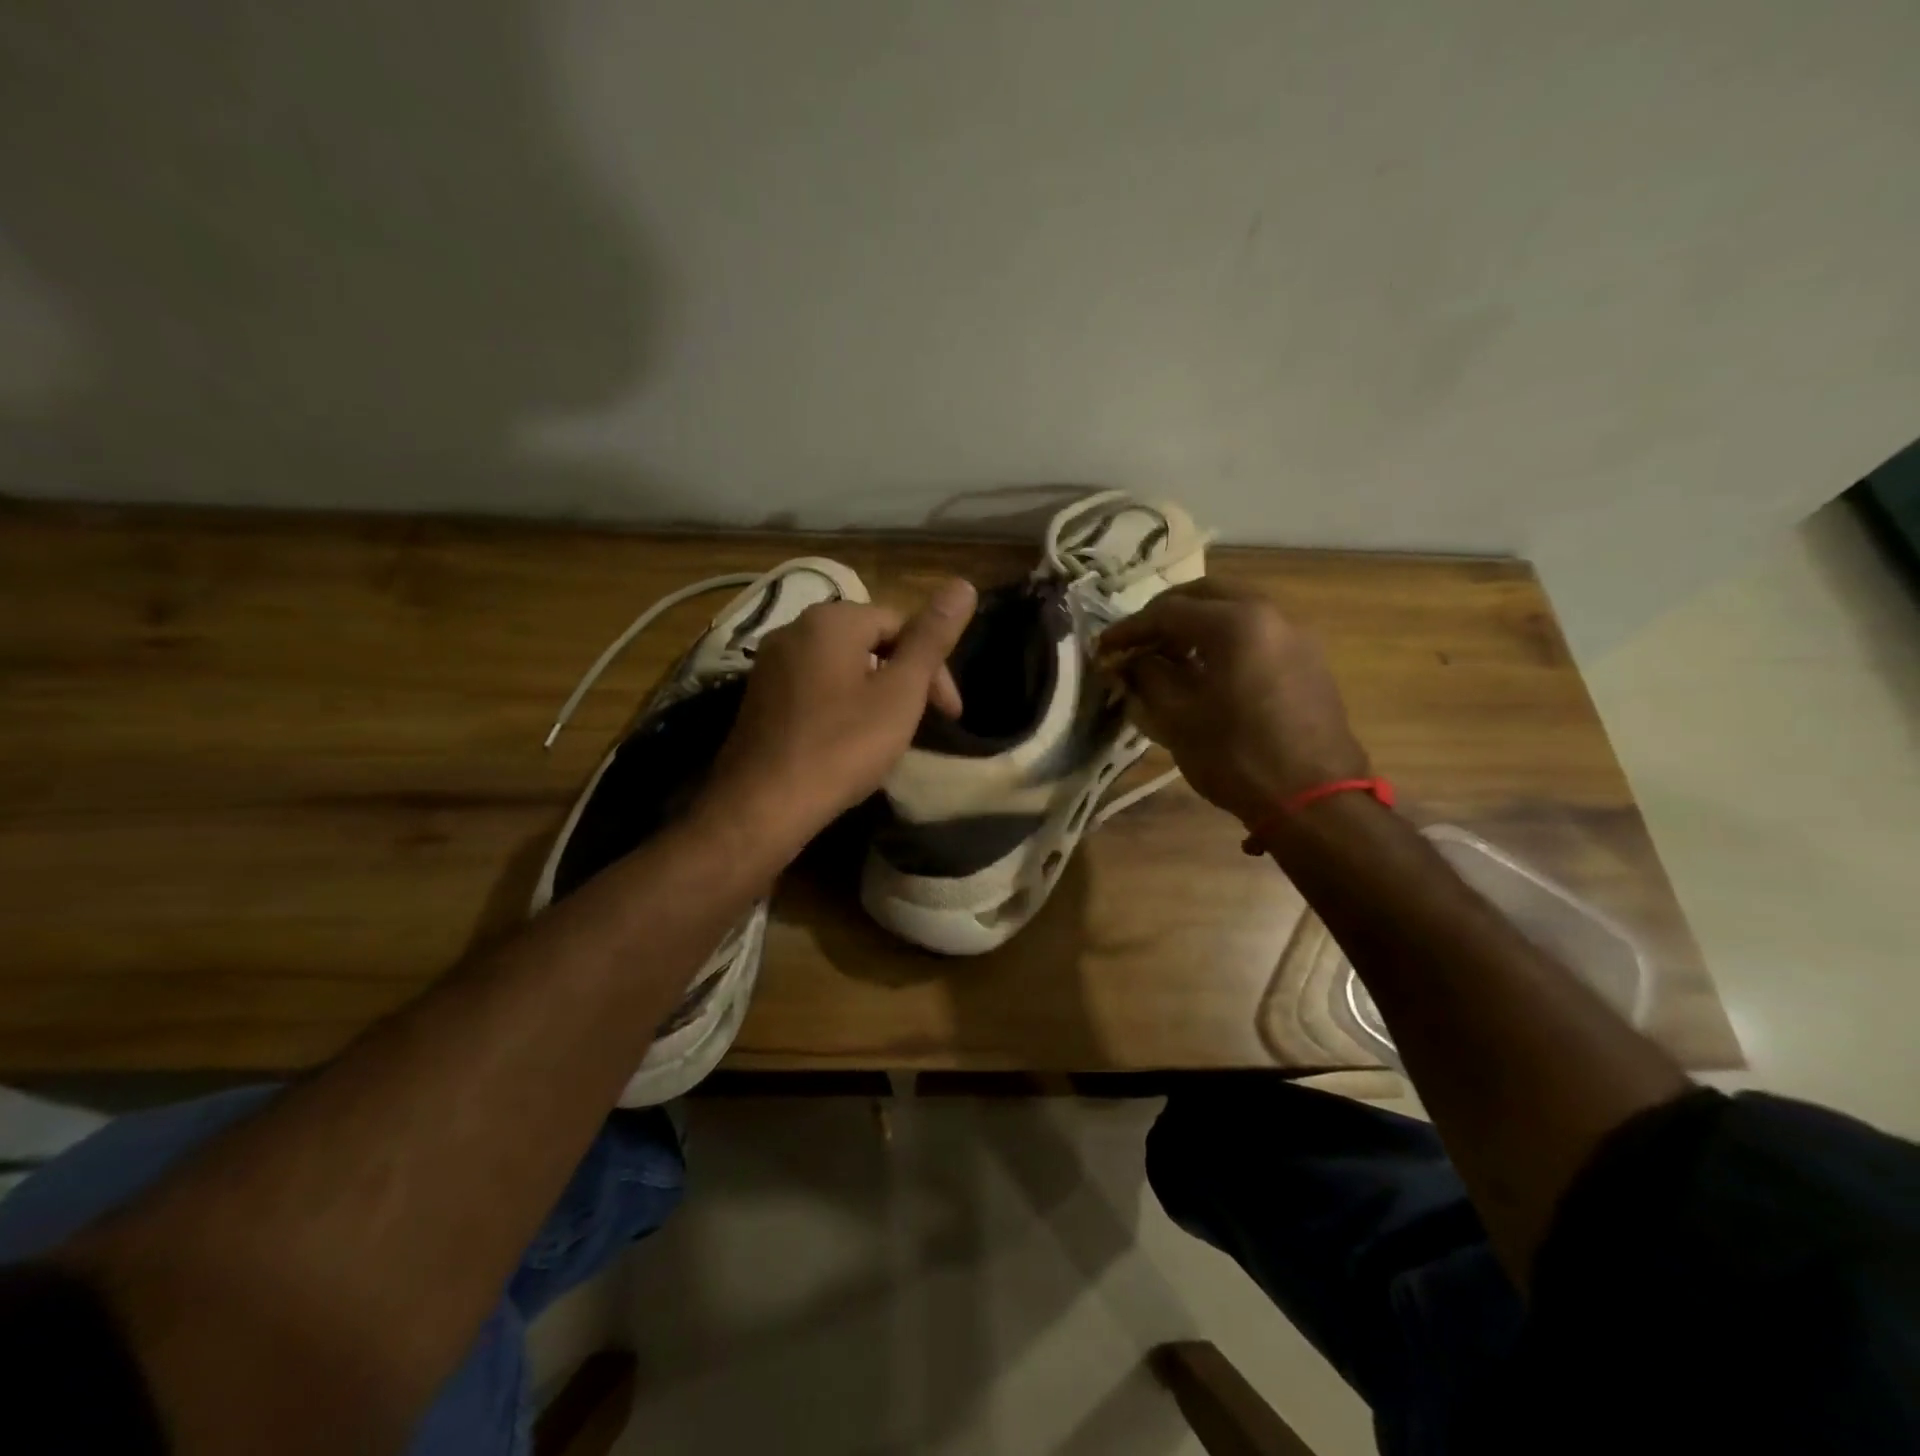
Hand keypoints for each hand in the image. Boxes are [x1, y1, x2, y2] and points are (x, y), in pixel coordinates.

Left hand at [700, 578, 977, 855]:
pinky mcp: (759, 697)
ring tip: (890, 734)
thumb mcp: (900, 693)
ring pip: (841, 667)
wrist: (762, 805)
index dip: (933, 667)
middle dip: (903, 678)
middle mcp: (794, 629)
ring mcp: (770, 664)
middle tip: (923, 723)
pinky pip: (814, 687)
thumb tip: (963, 584)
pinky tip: (848, 741)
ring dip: (874, 693)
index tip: (949, 713)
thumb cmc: (842, 746)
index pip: (900, 624)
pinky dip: (841, 705)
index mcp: (832, 620)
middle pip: (868, 642)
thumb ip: (931, 639)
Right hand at [1099, 580, 1367, 827]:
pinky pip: (1256, 634)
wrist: (1314, 801)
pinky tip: (1206, 672)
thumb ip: (1147, 676)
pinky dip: (1224, 641)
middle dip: (1165, 615)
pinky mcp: (1308, 661)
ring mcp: (1295, 636)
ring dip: (1196, 626)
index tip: (1103, 647)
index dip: (1129, 628)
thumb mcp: (1177, 717)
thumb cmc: (1236, 757)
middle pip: (1205, 596)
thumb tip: (1130, 661)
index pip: (1168, 611)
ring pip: (1234, 611)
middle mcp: (1270, 615)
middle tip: (1137, 642)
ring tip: (1168, 658)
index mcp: (1235, 623)